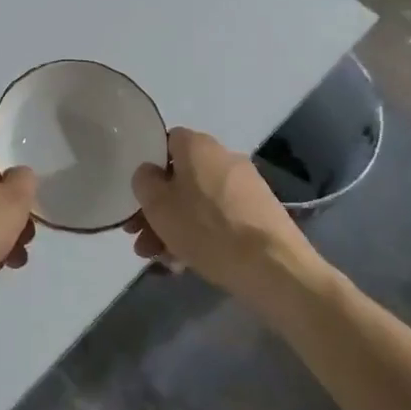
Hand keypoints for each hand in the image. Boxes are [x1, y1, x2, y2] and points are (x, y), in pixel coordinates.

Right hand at [127, 128, 313, 298]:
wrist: (272, 266)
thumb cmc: (206, 228)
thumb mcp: (158, 205)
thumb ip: (144, 181)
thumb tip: (149, 173)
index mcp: (198, 145)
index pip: (165, 142)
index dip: (148, 168)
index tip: (138, 197)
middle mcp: (223, 156)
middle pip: (180, 178)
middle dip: (158, 209)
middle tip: (141, 238)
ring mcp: (245, 185)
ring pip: (198, 202)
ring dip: (176, 227)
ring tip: (162, 260)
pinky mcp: (259, 213)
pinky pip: (220, 218)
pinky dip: (202, 235)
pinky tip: (187, 264)